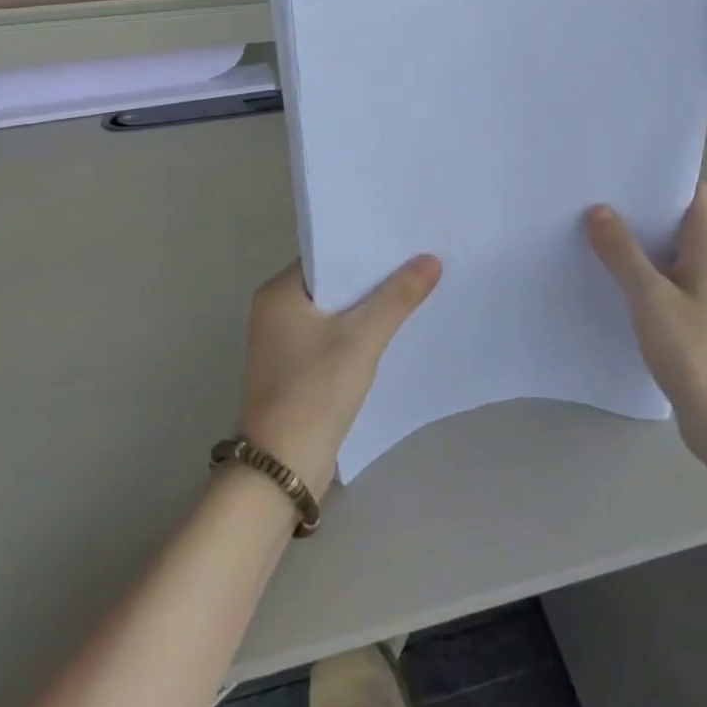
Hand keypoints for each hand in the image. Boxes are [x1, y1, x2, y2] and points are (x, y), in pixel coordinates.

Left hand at [238, 256, 442, 496]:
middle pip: (333, 282)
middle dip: (373, 275)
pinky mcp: (296, 370)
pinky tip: (393, 328)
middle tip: (419, 258)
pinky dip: (359, 331)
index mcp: (278, 293)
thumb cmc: (315, 391)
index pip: (326, 255)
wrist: (283, 469)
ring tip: (415, 287)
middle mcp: (275, 311)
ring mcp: (284, 343)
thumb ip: (398, 297)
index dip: (365, 246)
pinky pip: (333, 337)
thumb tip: (431, 259)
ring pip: (335, 311)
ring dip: (369, 305)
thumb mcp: (362, 338)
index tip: (404, 238)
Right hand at [587, 184, 706, 459]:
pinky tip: (611, 286)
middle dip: (641, 211)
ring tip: (594, 237)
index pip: (696, 195)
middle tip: (596, 202)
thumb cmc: (696, 353)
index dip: (665, 179)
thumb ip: (623, 254)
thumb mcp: (651, 298)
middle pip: (679, 223)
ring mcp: (706, 296)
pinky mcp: (696, 324)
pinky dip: (642, 279)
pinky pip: (666, 286)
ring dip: (638, 247)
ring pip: (670, 256)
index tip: (625, 174)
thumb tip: (599, 211)